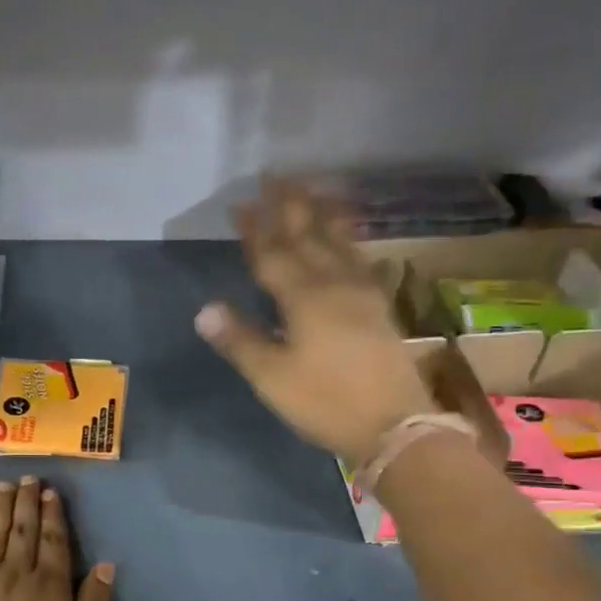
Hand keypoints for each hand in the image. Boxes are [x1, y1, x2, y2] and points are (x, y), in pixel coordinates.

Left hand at [0, 477, 114, 600]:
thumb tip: (106, 566)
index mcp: (49, 588)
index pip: (53, 540)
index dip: (53, 514)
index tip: (51, 492)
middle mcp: (16, 575)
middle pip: (23, 530)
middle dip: (27, 502)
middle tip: (29, 478)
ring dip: (0, 508)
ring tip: (4, 486)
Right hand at [195, 183, 439, 465]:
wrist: (395, 424)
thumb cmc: (326, 402)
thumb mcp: (273, 378)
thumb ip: (241, 341)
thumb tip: (205, 309)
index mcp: (303, 299)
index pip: (273, 255)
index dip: (255, 229)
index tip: (240, 204)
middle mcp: (334, 285)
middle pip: (308, 236)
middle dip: (289, 206)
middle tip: (276, 176)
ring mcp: (362, 293)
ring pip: (338, 241)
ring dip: (321, 214)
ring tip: (312, 190)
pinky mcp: (379, 306)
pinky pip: (360, 259)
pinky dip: (349, 239)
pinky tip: (347, 237)